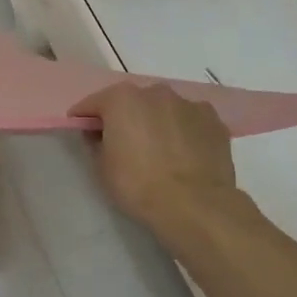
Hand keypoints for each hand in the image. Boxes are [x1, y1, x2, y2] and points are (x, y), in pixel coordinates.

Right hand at [69, 83, 241, 243]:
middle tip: (121, 142)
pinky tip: (182, 153)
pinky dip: (182, 130)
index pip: (93, 103)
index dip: (84, 118)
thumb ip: (96, 142)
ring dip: (155, 121)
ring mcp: (188, 104)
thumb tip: (100, 135)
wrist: (194, 204)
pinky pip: (188, 121)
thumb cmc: (138, 184)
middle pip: (131, 101)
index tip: (82, 132)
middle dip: (124, 117)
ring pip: (163, 109)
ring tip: (157, 149)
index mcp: (122, 99)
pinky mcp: (214, 120)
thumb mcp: (102, 167)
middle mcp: (155, 92)